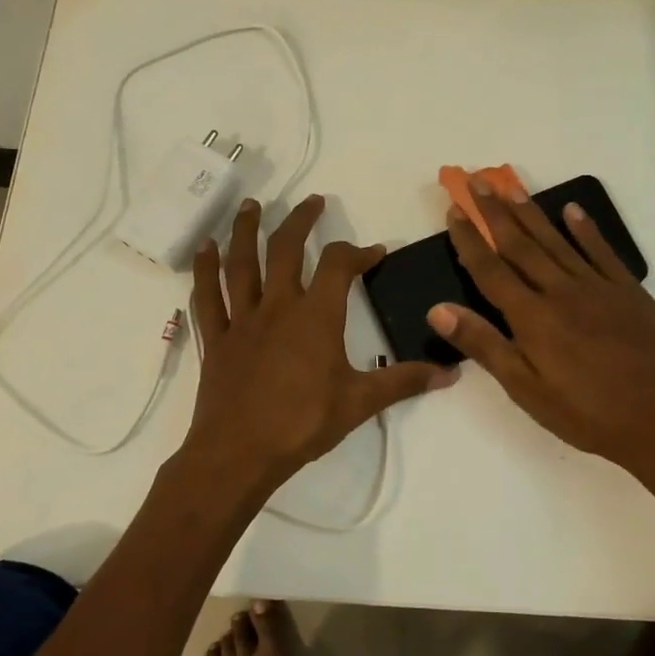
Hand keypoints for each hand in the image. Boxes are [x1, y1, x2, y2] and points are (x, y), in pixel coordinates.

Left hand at [184, 194, 453, 494]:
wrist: (239, 453)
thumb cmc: (303, 424)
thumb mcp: (361, 403)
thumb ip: (405, 382)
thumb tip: (451, 373)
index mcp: (315, 316)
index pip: (339, 266)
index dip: (358, 252)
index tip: (374, 253)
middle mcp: (277, 306)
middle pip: (286, 249)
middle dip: (300, 221)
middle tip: (312, 202)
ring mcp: (241, 320)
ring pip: (240, 263)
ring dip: (244, 230)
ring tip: (249, 205)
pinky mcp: (216, 339)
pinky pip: (206, 297)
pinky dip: (203, 271)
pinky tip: (203, 250)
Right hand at [427, 177, 654, 486]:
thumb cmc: (586, 414)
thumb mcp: (526, 389)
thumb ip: (484, 345)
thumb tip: (438, 310)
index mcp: (532, 317)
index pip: (490, 269)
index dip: (469, 239)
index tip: (454, 211)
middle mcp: (561, 291)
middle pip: (521, 244)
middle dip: (495, 212)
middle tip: (476, 181)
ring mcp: (599, 287)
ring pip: (557, 241)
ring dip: (531, 213)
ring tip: (511, 186)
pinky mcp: (630, 291)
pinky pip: (603, 252)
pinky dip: (586, 229)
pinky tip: (573, 211)